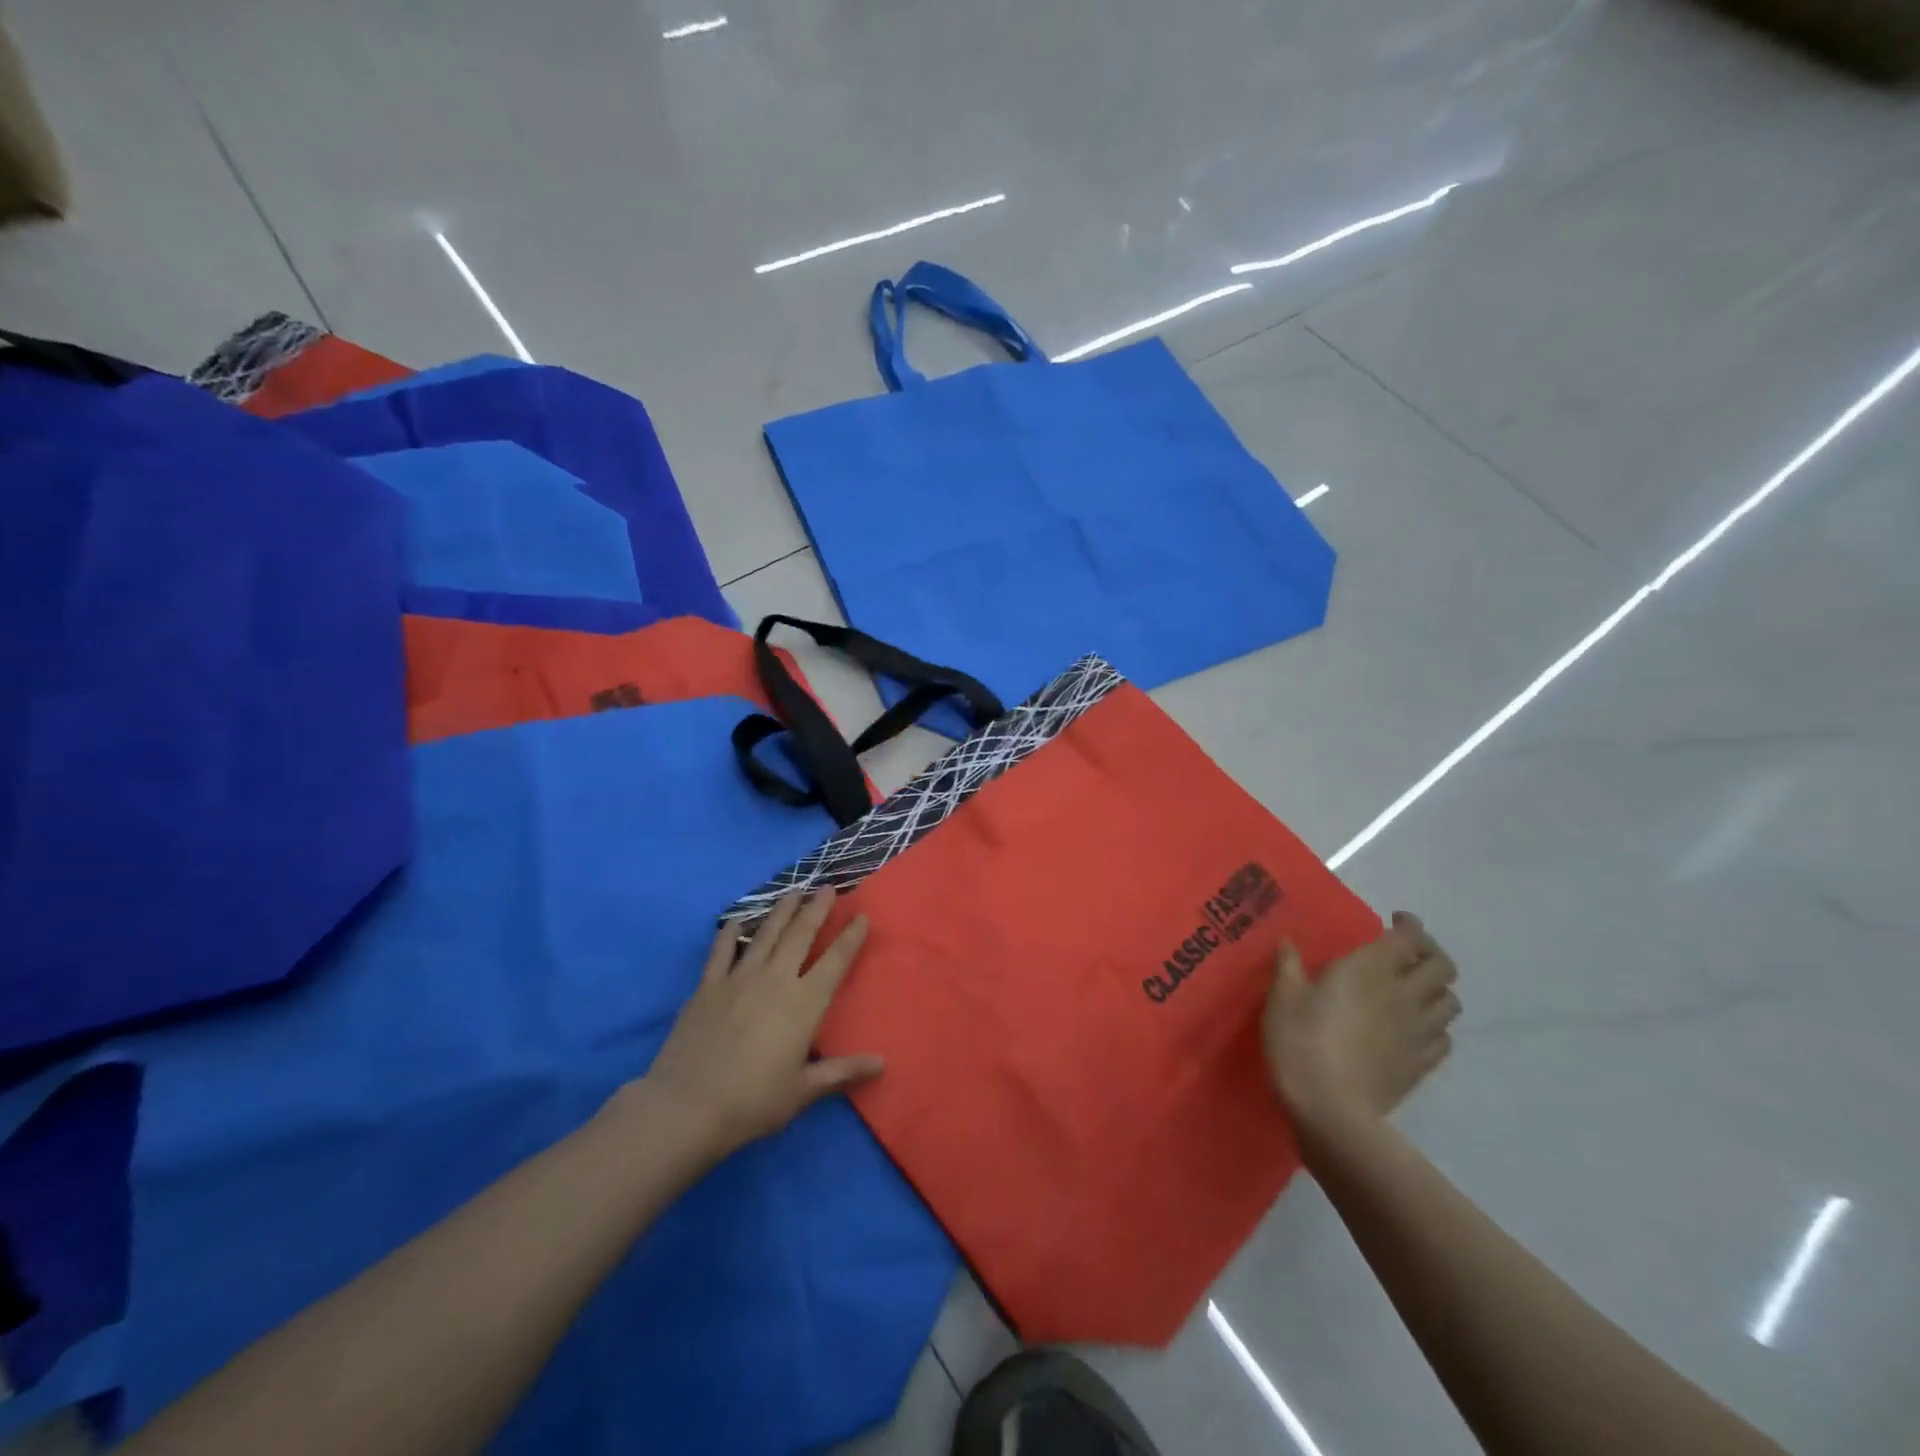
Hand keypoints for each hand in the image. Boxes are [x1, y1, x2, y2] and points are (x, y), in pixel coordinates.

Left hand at [642, 891, 882, 1157]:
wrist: (686, 1106)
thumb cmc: (752, 1102)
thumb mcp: (803, 1091)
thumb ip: (842, 1072)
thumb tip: (881, 1064)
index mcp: (803, 1004)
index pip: (835, 961)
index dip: (851, 937)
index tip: (861, 915)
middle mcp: (775, 980)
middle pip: (801, 935)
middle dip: (817, 909)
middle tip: (827, 887)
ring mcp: (739, 979)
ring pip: (766, 934)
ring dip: (782, 910)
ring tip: (793, 891)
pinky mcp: (708, 986)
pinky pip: (722, 951)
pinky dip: (730, 933)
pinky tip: (736, 920)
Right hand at [1262, 912, 1458, 1138]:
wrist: (1330, 1108)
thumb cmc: (1299, 1041)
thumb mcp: (1282, 997)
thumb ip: (1289, 965)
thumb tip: (1288, 942)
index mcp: (1370, 969)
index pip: (1409, 937)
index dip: (1409, 925)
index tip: (1394, 921)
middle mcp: (1404, 994)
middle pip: (1442, 966)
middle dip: (1430, 953)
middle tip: (1407, 954)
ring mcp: (1418, 1031)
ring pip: (1451, 1002)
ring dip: (1436, 990)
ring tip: (1414, 991)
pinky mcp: (1423, 1064)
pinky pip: (1445, 1037)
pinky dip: (1435, 1026)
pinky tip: (1414, 1029)